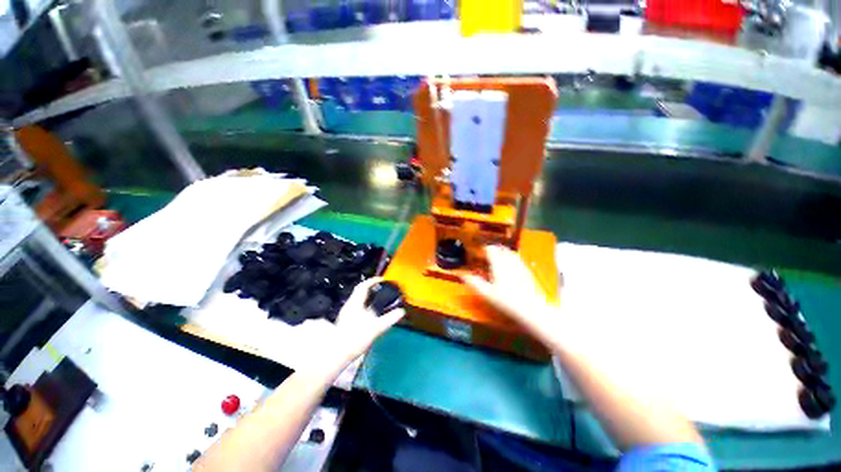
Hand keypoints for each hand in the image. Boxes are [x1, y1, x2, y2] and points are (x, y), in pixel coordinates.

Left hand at [332, 277, 404, 363]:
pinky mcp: (346, 322)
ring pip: (358, 301)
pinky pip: (357, 309)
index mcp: (355, 304)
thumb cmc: (355, 339)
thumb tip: (401, 311)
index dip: (373, 281)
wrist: (337, 354)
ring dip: (368, 298)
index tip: (382, 279)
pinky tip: (371, 314)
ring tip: (379, 300)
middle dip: (371, 289)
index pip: (363, 286)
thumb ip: (389, 319)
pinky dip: (366, 307)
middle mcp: (349, 306)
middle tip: (382, 289)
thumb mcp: (376, 328)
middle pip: (360, 292)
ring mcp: (347, 314)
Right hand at [463, 245, 555, 337]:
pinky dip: (512, 258)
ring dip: (504, 252)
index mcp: (499, 265)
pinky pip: (519, 260)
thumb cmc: (507, 302)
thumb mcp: (487, 294)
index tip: (478, 251)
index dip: (484, 248)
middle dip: (494, 248)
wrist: (533, 311)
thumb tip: (462, 275)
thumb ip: (474, 283)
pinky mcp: (529, 273)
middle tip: (487, 253)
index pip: (491, 250)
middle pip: (502, 249)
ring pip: (512, 253)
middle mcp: (511, 262)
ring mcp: (521, 267)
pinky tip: (511, 266)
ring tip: (498, 256)